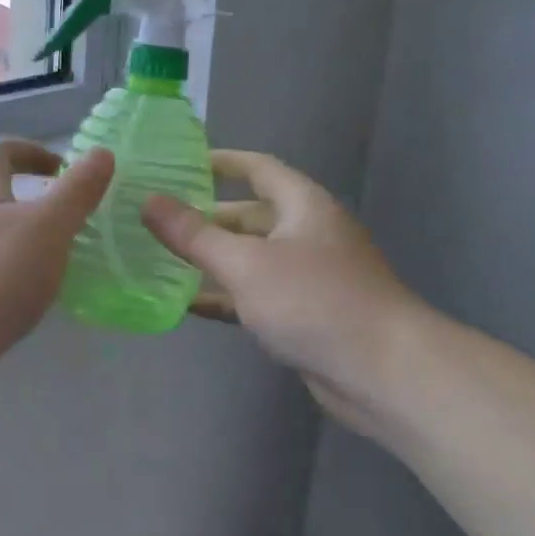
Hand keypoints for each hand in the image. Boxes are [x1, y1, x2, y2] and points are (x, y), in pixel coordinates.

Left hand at [0, 138, 114, 377]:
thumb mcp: (46, 227)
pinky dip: (18, 277)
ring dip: (30, 241)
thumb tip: (101, 152)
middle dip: (37, 201)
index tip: (63, 169)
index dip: (31, 150)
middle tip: (76, 219)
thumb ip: (76, 191)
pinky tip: (39, 299)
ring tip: (65, 261)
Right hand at [140, 151, 430, 433]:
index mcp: (302, 206)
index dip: (220, 162)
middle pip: (249, 215)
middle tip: (156, 218)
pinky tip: (188, 303)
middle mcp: (307, 234)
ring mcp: (308, 276)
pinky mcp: (305, 314)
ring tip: (159, 258)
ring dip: (211, 259)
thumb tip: (149, 202)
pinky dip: (225, 296)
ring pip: (250, 258)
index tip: (178, 163)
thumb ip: (194, 234)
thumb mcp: (245, 263)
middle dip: (204, 217)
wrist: (384, 373)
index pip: (257, 168)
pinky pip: (256, 295)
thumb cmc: (314, 302)